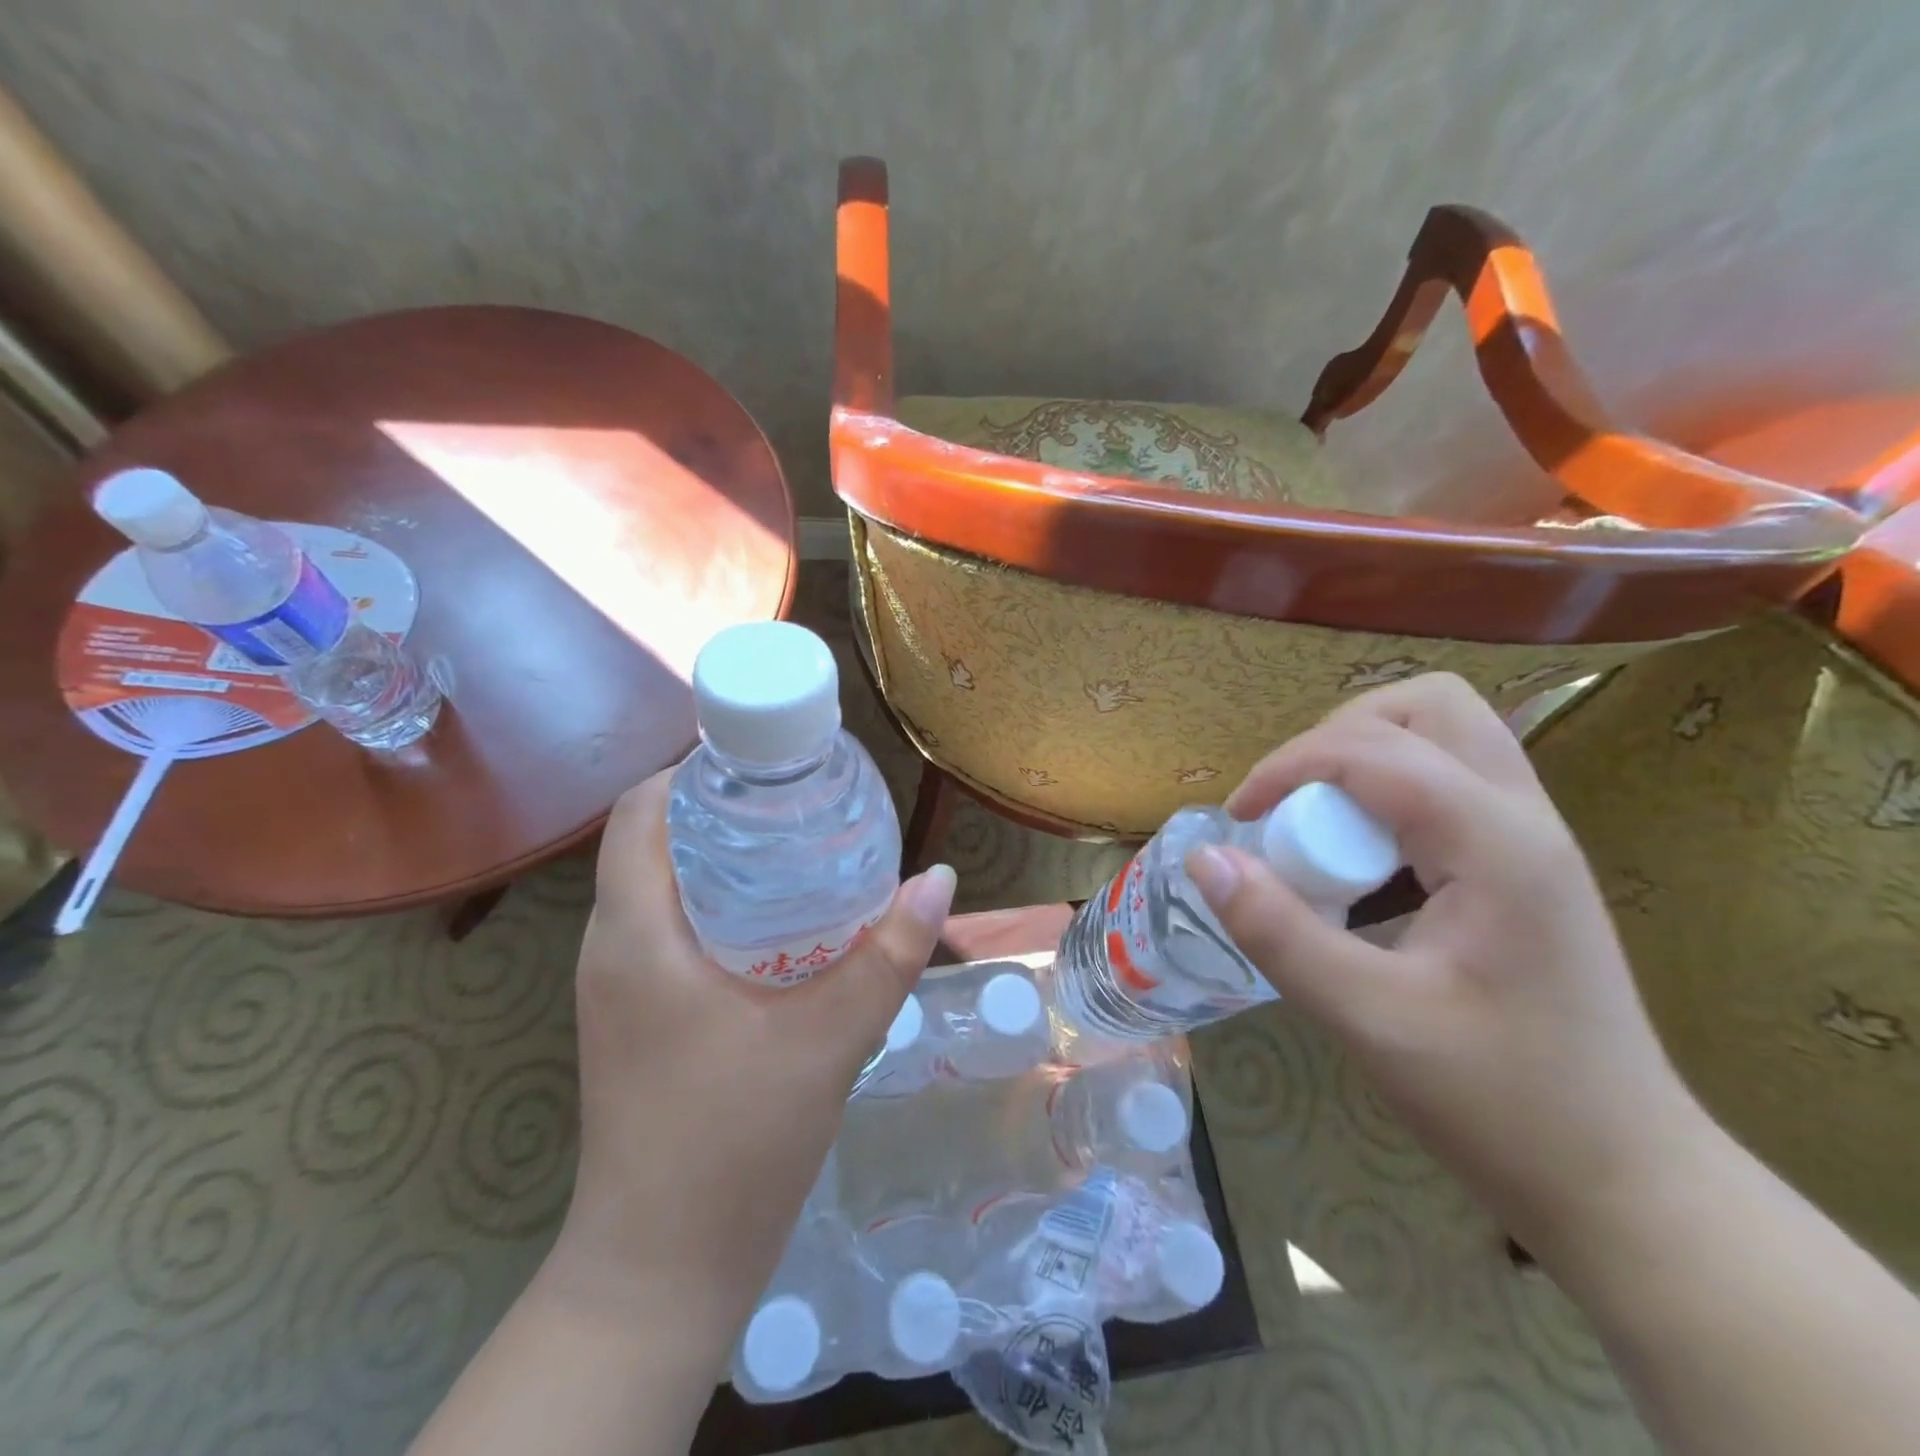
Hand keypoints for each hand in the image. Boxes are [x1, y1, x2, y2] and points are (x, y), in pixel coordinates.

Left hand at [546, 768, 955, 1342]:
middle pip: (652, 842)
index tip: (768, 764)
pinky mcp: (634, 1017)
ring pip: (661, 887)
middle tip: (801, 803)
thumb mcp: (828, 1040)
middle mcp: (610, 947)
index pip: (639, 812)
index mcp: (635, 934)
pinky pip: (667, 930)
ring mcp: (616, 986)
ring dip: (721, 860)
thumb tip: (940, 878)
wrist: (661, 1270)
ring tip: (799, 848)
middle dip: (722, 812)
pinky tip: (780, 924)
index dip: (696, 773)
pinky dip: (716, 905)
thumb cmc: (734, 1143)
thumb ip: (887, 956)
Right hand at [1184, 673, 1703, 1256]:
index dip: (1288, 766)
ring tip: (1322, 827)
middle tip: (1293, 805)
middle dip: (1340, 735)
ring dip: (1367, 757)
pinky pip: (1450, 782)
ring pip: (1446, 733)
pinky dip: (1391, 792)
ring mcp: (1533, 838)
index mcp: (1495, 843)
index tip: (1237, 818)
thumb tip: (1204, 857)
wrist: (1625, 1180)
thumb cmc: (1501, 1102)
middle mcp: (1524, 818)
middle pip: (1428, 705)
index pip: (1373, 749)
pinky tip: (1366, 865)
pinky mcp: (1524, 864)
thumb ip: (1278, 932)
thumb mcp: (1368, 1020)